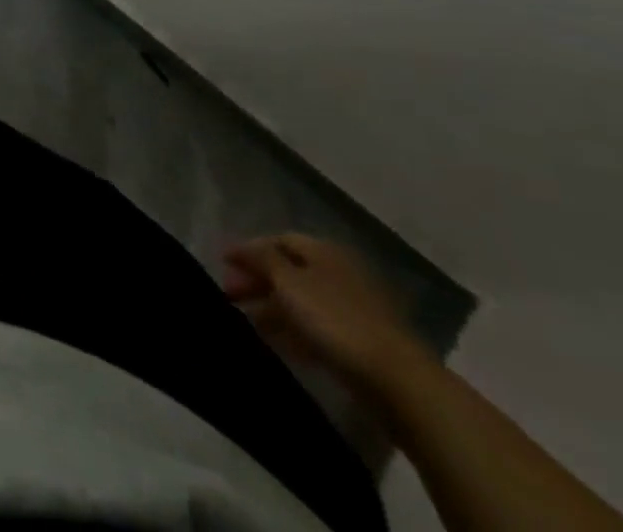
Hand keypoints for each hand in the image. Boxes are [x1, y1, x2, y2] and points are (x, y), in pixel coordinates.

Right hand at [222, 233, 432, 395]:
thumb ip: (261, 259)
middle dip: (257, 280)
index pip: (278, 240)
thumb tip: (243, 247)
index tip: (223, 262)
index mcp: (324, 251)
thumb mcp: (289, 282)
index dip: (249, 249)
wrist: (399, 381)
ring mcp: (352, 309)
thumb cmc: (336, 320)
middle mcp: (338, 273)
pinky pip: (317, 328)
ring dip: (272, 308)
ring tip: (246, 321)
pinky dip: (293, 330)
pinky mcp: (360, 343)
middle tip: (230, 294)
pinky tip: (278, 343)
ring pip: (302, 301)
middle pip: (289, 270)